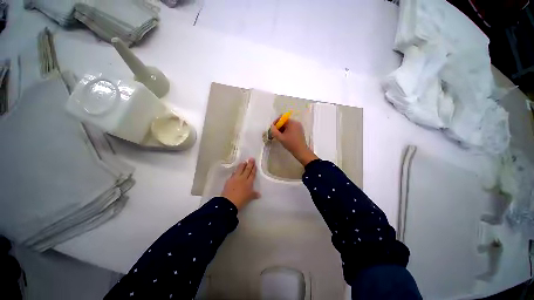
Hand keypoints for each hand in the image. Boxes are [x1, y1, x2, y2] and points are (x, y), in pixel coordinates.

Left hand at [221, 158, 259, 209]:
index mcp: (249, 183)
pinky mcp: (229, 180)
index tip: (254, 164)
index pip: (252, 174)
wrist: (229, 202)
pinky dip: (235, 171)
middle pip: (247, 170)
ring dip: (242, 165)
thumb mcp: (249, 198)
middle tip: (251, 158)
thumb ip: (254, 194)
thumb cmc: (241, 200)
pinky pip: (233, 173)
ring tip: (244, 162)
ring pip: (239, 170)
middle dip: (249, 164)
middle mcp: (242, 179)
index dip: (253, 168)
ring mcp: (235, 178)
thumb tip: (259, 194)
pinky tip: (236, 170)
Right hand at [270, 119, 317, 165]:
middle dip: (279, 127)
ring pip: (288, 125)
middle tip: (276, 134)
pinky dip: (287, 131)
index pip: (281, 118)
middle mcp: (296, 122)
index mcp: (291, 122)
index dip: (276, 122)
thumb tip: (272, 126)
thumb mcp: (280, 138)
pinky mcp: (300, 130)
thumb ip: (274, 131)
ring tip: (280, 136)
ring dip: (283, 129)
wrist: (301, 151)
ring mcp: (299, 126)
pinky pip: (292, 128)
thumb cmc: (290, 143)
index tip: (273, 129)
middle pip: (285, 121)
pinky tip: (285, 137)